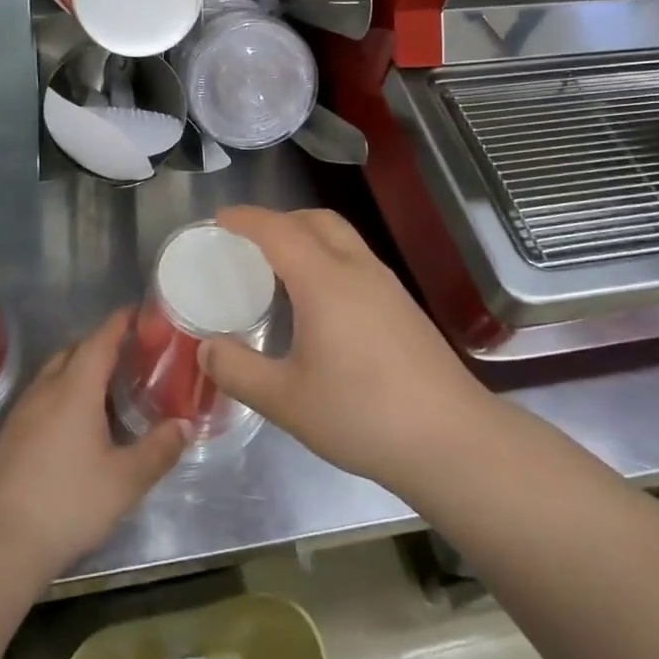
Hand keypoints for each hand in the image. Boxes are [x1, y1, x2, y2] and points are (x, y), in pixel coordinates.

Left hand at [0, 310, 186, 575]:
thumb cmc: (67, 502)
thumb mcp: (125, 480)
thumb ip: (159, 450)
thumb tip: (184, 425)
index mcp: (75, 388)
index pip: (100, 339)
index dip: (120, 322)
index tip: (140, 312)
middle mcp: (46, 389)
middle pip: (75, 351)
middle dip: (102, 345)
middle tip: (133, 355)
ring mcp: (24, 412)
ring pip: (56, 374)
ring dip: (82, 370)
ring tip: (111, 388)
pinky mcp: (12, 436)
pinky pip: (44, 397)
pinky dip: (66, 394)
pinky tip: (80, 424)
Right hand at [201, 206, 482, 490]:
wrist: (452, 440)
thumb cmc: (362, 414)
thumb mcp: (286, 400)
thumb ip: (238, 371)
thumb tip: (205, 349)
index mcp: (324, 280)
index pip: (278, 230)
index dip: (246, 219)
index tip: (218, 219)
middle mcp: (357, 270)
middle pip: (316, 220)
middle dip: (279, 219)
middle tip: (248, 242)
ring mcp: (387, 286)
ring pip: (342, 238)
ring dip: (307, 236)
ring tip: (280, 268)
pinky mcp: (404, 307)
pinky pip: (356, 260)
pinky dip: (328, 258)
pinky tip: (320, 302)